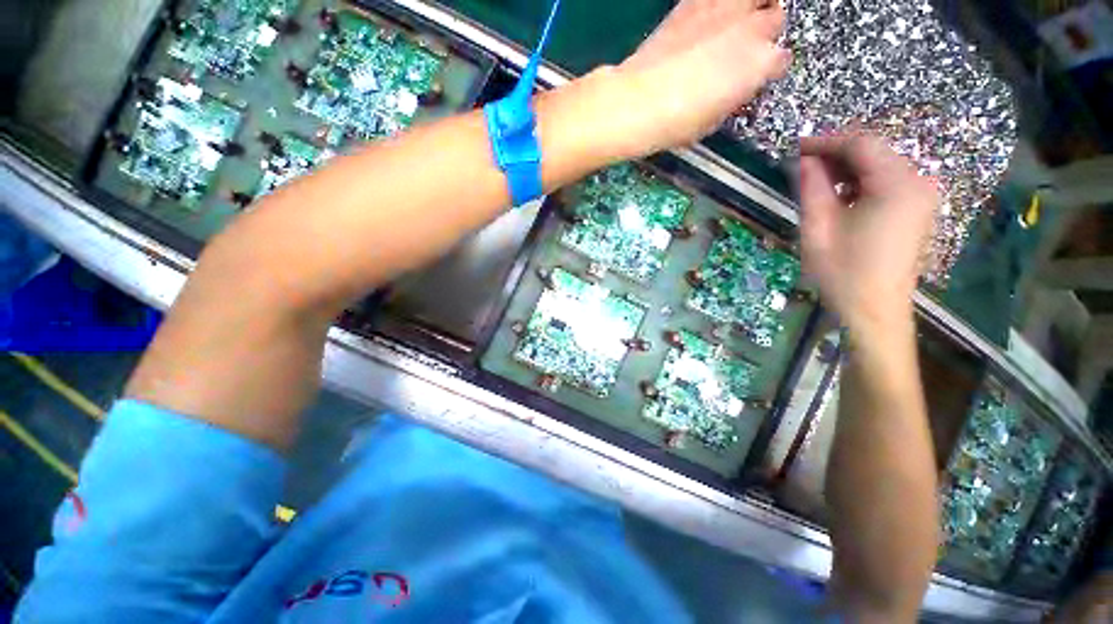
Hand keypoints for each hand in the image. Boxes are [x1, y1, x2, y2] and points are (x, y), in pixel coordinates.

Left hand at [598, 0, 789, 158]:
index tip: (752, 78)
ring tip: (736, 20)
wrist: (641, 102)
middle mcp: (752, 30)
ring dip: (752, 5)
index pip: (781, 60)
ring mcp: (725, 10)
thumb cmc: (678, 123)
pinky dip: (717, 4)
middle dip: (763, 33)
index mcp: (761, 65)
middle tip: (743, 48)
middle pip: (774, 20)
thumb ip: (733, 96)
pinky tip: (708, 15)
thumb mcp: (714, 120)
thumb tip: (733, 87)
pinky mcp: (694, 2)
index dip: (767, 69)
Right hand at [799, 135, 938, 333]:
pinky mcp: (918, 209)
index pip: (861, 144)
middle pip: (875, 151)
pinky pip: (888, 181)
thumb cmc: (842, 272)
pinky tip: (839, 194)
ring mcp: (922, 196)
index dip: (826, 142)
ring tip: (815, 179)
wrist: (874, 309)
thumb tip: (804, 160)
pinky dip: (861, 181)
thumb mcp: (818, 228)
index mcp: (896, 185)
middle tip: (802, 164)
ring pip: (881, 165)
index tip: (796, 148)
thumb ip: (812, 188)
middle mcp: (918, 182)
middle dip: (836, 153)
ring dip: (847, 167)